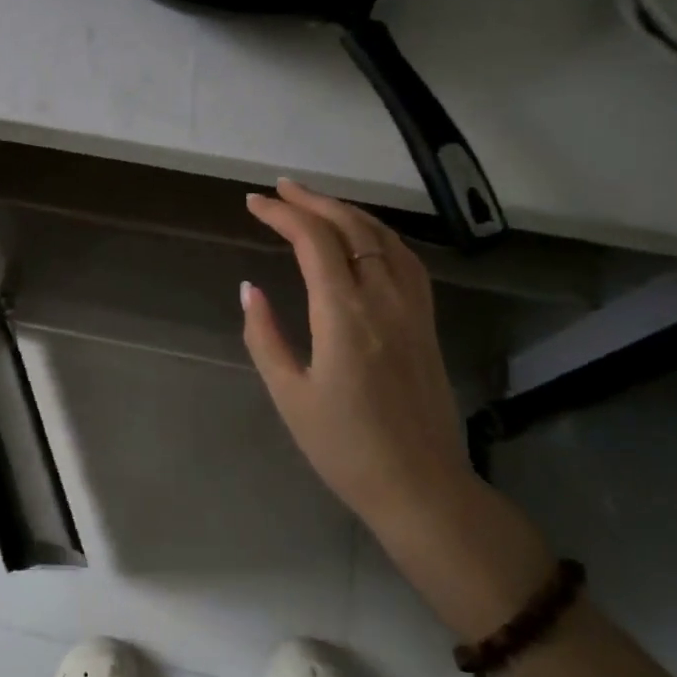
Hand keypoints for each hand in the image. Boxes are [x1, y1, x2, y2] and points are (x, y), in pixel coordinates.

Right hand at [241, 180, 474, 539]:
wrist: (420, 486)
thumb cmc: (345, 448)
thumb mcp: (290, 396)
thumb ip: (264, 336)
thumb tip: (249, 288)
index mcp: (343, 315)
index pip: (313, 241)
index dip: (282, 214)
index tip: (253, 203)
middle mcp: (383, 298)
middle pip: (350, 227)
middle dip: (312, 200)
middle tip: (279, 189)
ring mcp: (412, 307)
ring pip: (382, 237)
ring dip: (347, 211)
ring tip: (316, 203)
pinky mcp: (427, 322)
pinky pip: (406, 259)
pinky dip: (380, 234)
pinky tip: (366, 237)